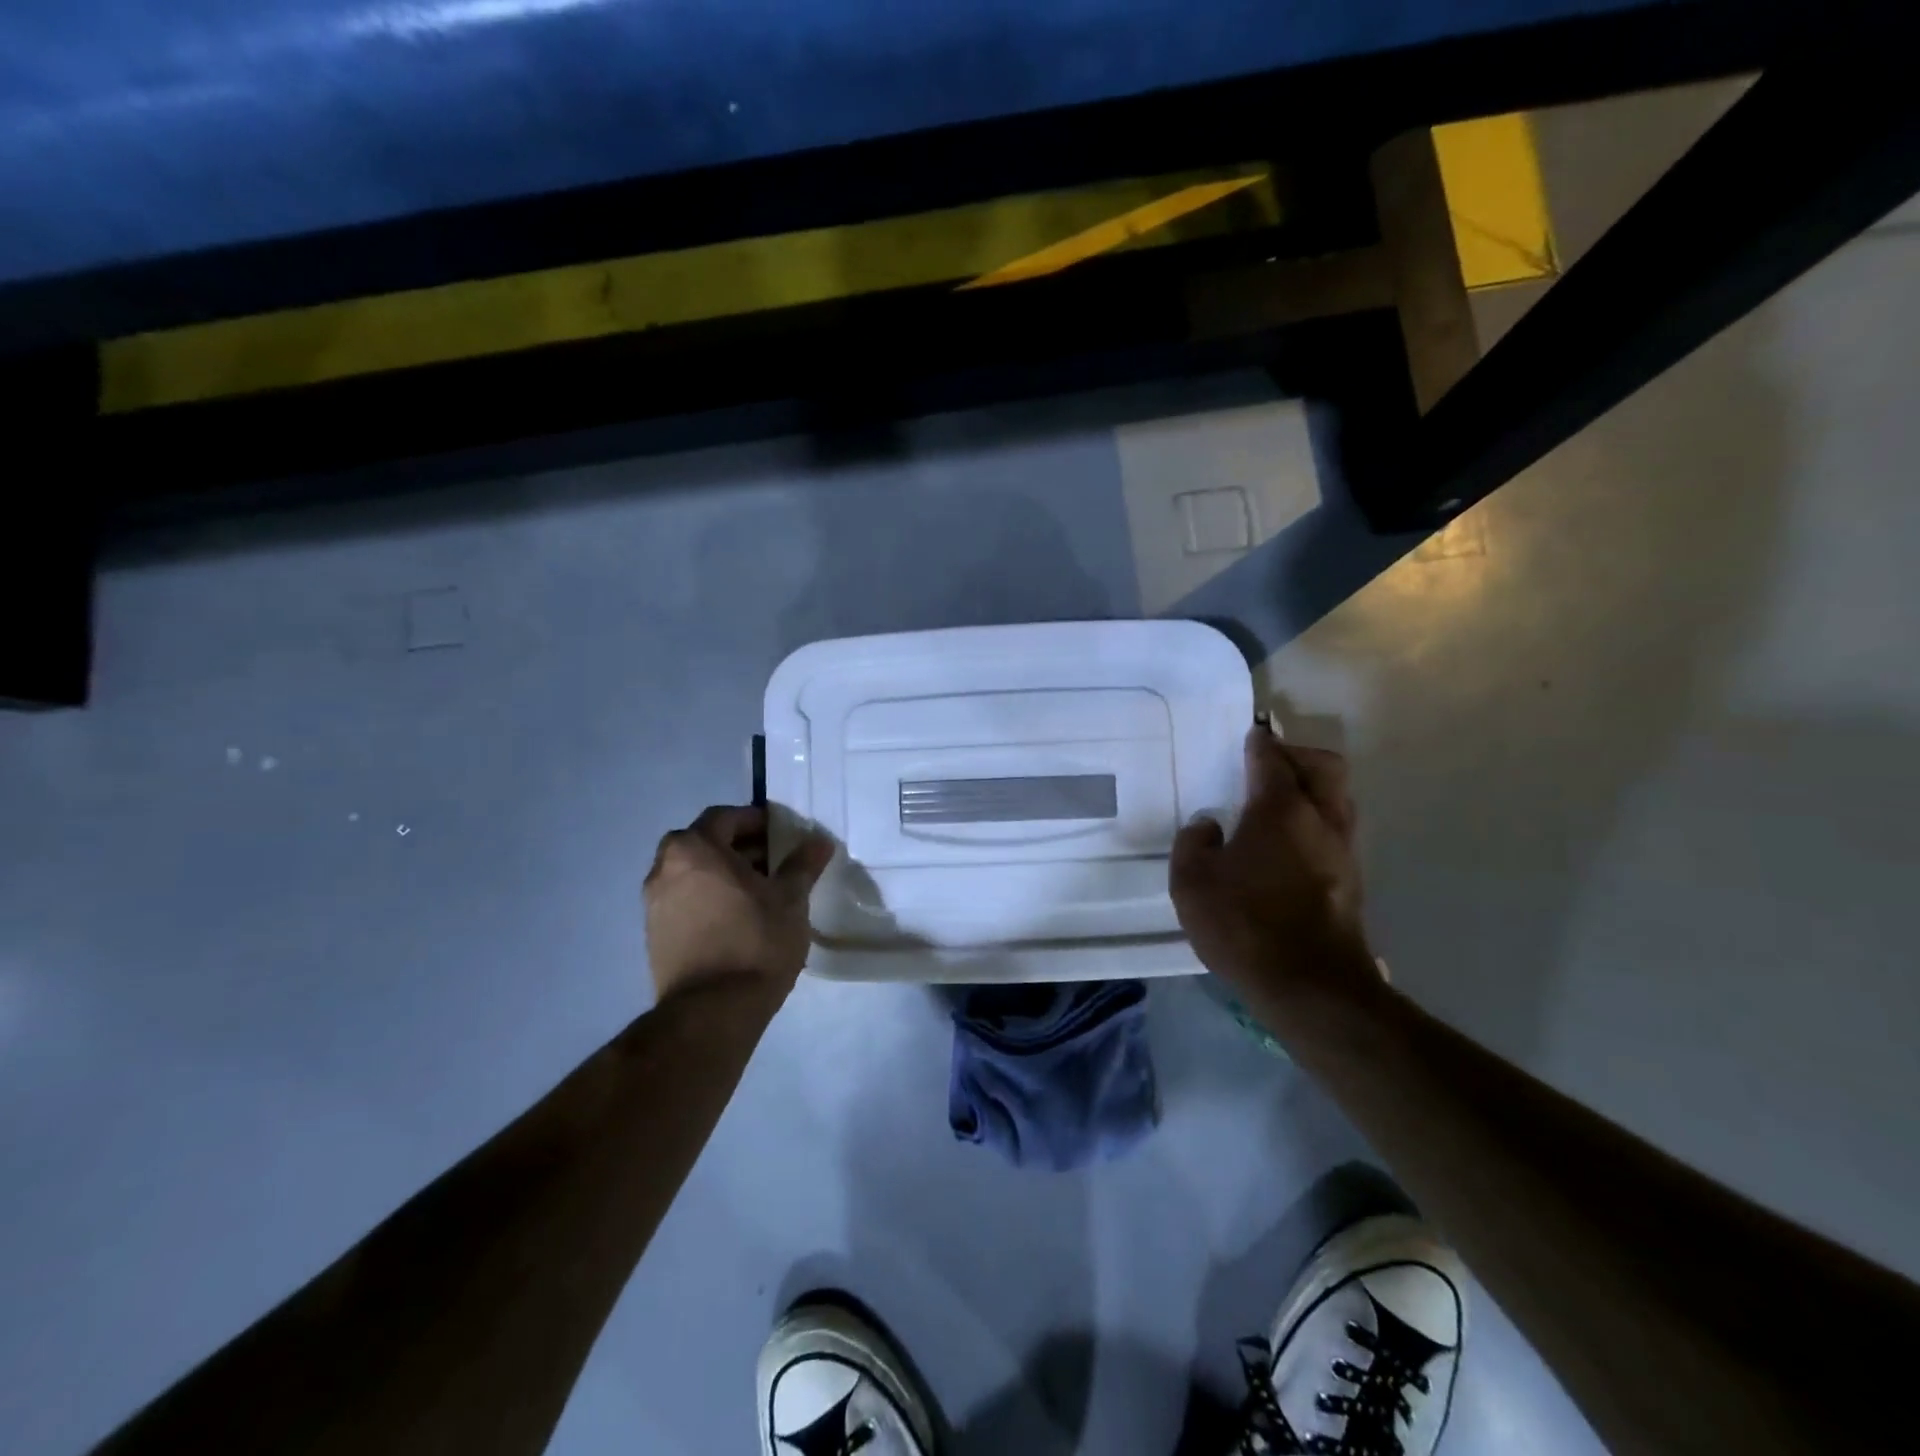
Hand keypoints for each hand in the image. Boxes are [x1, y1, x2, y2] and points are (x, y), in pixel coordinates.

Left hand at [644, 806, 834, 1002]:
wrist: (713, 1011)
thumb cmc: (755, 941)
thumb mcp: (790, 898)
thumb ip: (802, 864)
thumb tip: (819, 841)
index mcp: (694, 848)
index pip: (726, 817)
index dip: (757, 821)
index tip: (783, 835)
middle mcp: (664, 868)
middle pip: (705, 844)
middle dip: (740, 848)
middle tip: (775, 862)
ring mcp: (654, 904)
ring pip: (694, 873)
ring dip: (724, 874)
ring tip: (761, 893)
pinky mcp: (654, 935)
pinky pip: (685, 901)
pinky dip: (709, 899)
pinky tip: (738, 919)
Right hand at [1170, 729, 1379, 1009]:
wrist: (1310, 986)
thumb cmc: (1244, 924)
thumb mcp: (1192, 882)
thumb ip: (1193, 843)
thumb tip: (1208, 824)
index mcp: (1280, 809)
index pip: (1272, 759)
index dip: (1259, 742)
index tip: (1250, 733)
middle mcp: (1320, 819)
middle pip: (1325, 766)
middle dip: (1299, 755)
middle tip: (1269, 764)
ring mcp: (1343, 850)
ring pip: (1339, 798)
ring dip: (1313, 788)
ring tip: (1278, 803)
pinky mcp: (1352, 880)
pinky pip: (1338, 829)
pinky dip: (1317, 820)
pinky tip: (1288, 843)